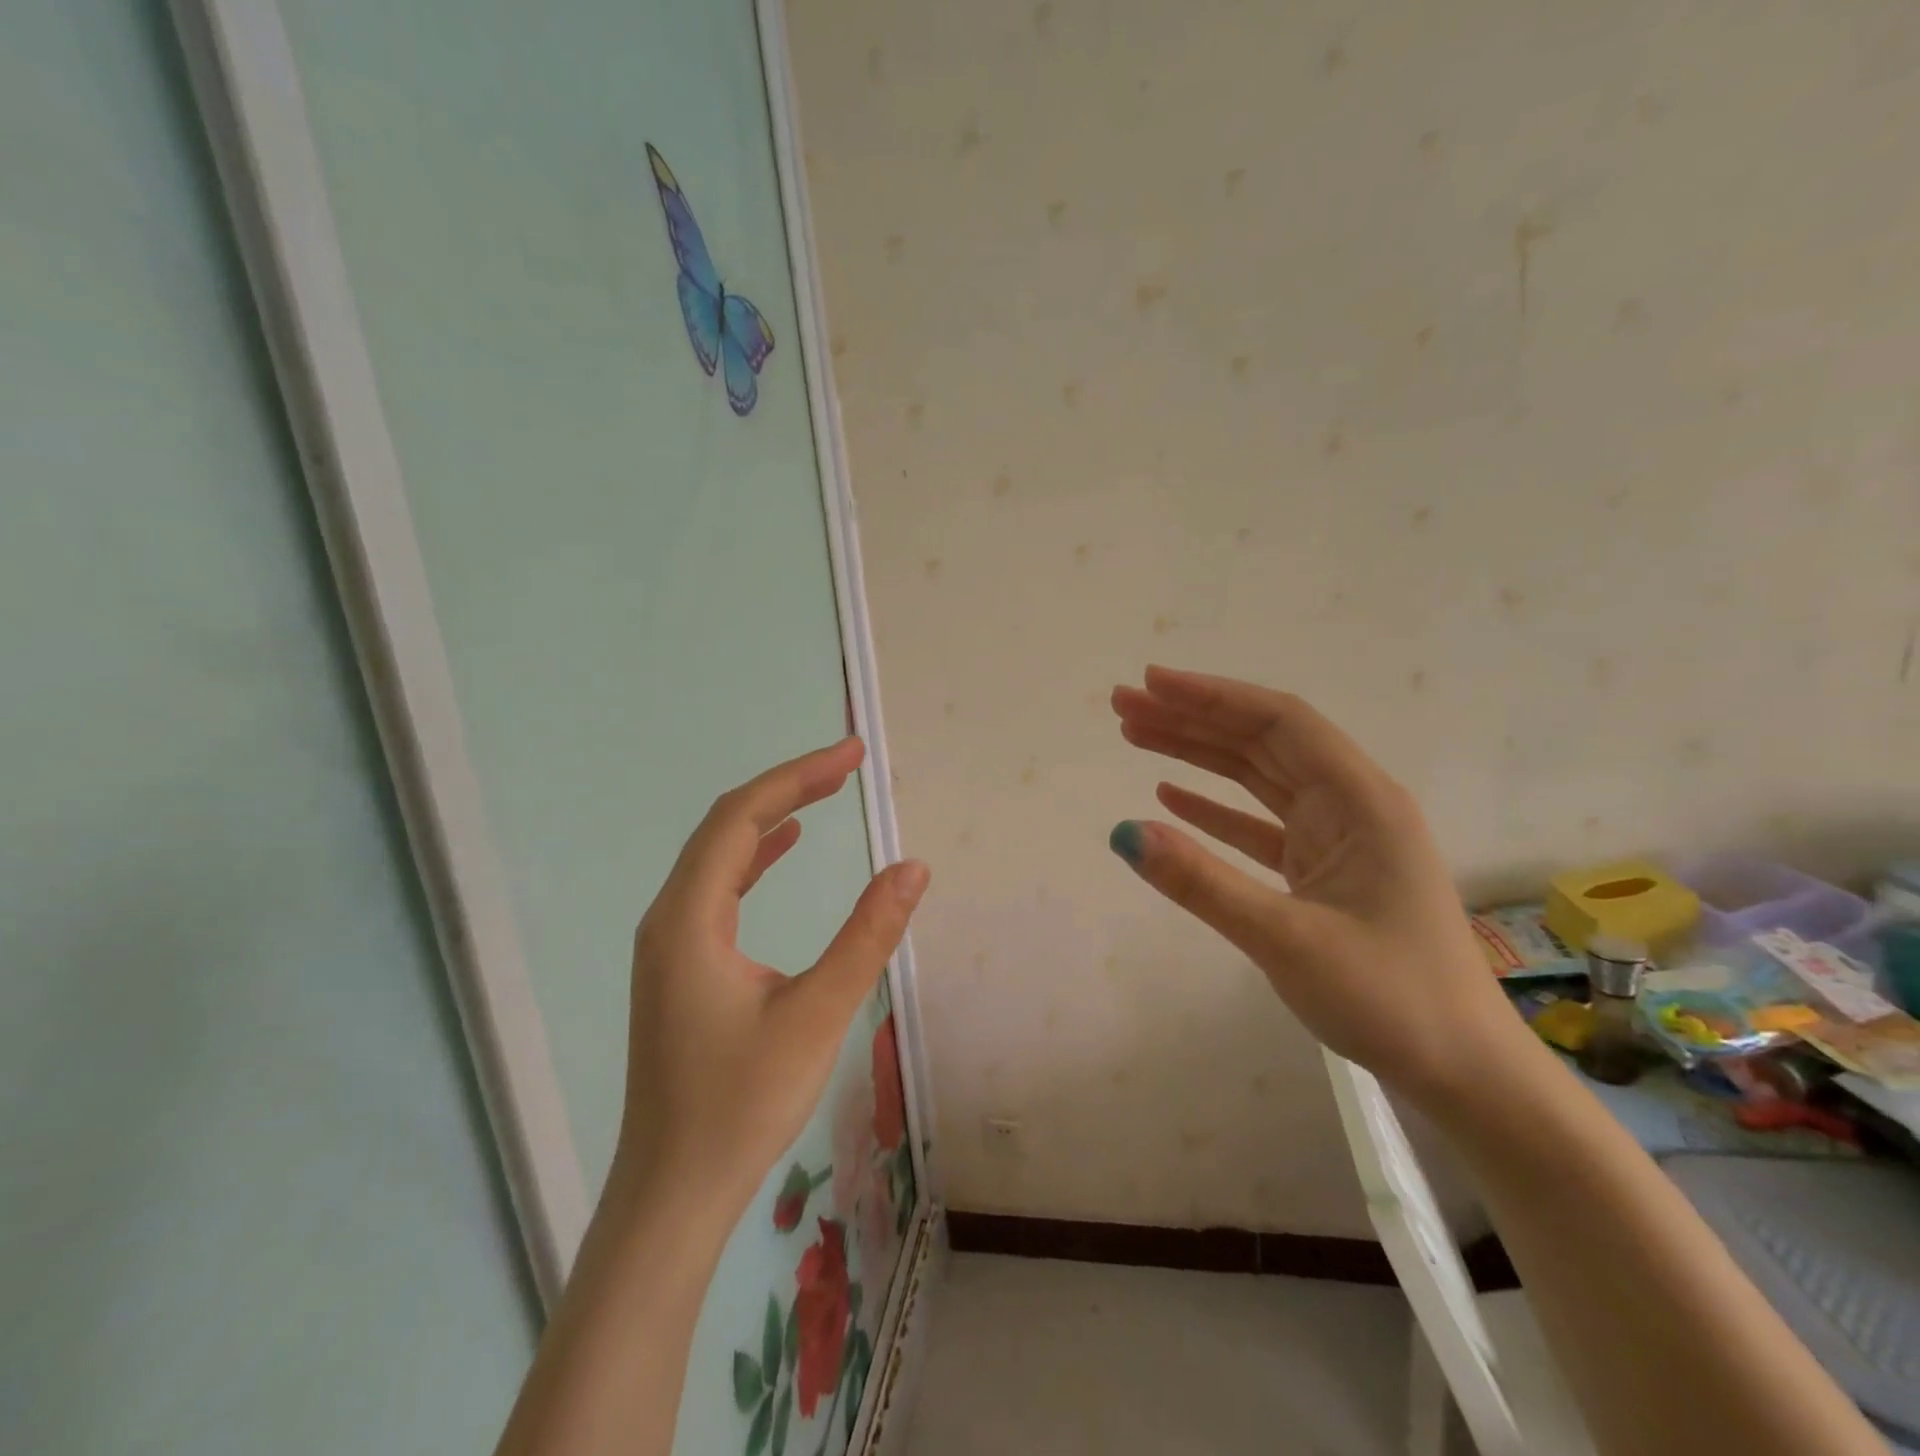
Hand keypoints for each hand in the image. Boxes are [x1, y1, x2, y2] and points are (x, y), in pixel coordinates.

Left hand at [614, 738, 928, 1217]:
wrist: (672, 1194)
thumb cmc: (741, 1106)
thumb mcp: (817, 1014)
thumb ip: (867, 936)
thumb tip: (913, 868)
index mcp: (688, 919)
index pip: (741, 818)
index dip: (798, 776)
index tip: (852, 754)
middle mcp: (669, 919)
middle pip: (725, 826)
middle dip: (788, 787)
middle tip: (847, 764)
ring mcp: (669, 943)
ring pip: (719, 855)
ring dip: (771, 817)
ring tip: (823, 791)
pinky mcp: (680, 967)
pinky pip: (717, 888)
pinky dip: (754, 856)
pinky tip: (783, 848)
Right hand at [1109, 666, 1522, 1103]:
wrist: (1462, 1071)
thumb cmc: (1389, 999)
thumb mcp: (1286, 939)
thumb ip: (1203, 883)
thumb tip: (1125, 834)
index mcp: (1360, 801)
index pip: (1278, 723)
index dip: (1211, 696)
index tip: (1150, 683)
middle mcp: (1351, 805)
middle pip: (1262, 741)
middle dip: (1192, 718)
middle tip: (1123, 706)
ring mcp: (1337, 838)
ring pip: (1258, 777)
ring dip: (1198, 755)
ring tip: (1136, 736)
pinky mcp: (1324, 870)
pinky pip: (1260, 823)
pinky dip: (1216, 807)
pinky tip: (1173, 796)